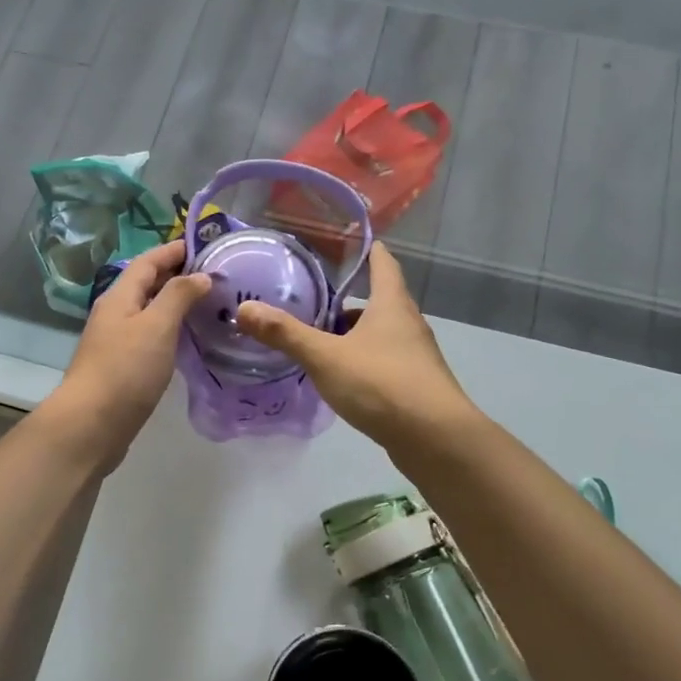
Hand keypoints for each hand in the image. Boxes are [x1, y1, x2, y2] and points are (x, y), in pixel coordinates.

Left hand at [45, 240, 210, 469]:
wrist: (91, 425)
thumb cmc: (126, 369)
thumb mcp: (157, 326)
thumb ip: (178, 296)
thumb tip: (199, 275)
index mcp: (120, 297)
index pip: (148, 262)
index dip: (174, 250)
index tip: (203, 244)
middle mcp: (115, 314)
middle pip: (147, 285)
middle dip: (177, 275)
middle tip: (214, 274)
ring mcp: (116, 342)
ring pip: (149, 312)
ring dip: (175, 304)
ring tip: (209, 304)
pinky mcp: (122, 367)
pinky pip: (150, 337)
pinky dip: (170, 330)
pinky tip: (189, 340)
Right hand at [236, 242, 474, 447]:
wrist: (436, 439)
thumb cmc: (382, 384)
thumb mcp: (326, 357)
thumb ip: (286, 334)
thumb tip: (244, 309)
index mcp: (391, 304)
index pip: (383, 262)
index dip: (367, 249)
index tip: (347, 241)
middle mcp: (408, 323)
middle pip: (380, 300)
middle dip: (349, 298)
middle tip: (314, 298)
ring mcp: (415, 356)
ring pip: (381, 333)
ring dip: (354, 333)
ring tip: (320, 339)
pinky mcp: (415, 385)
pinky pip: (384, 361)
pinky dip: (362, 360)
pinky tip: (341, 376)